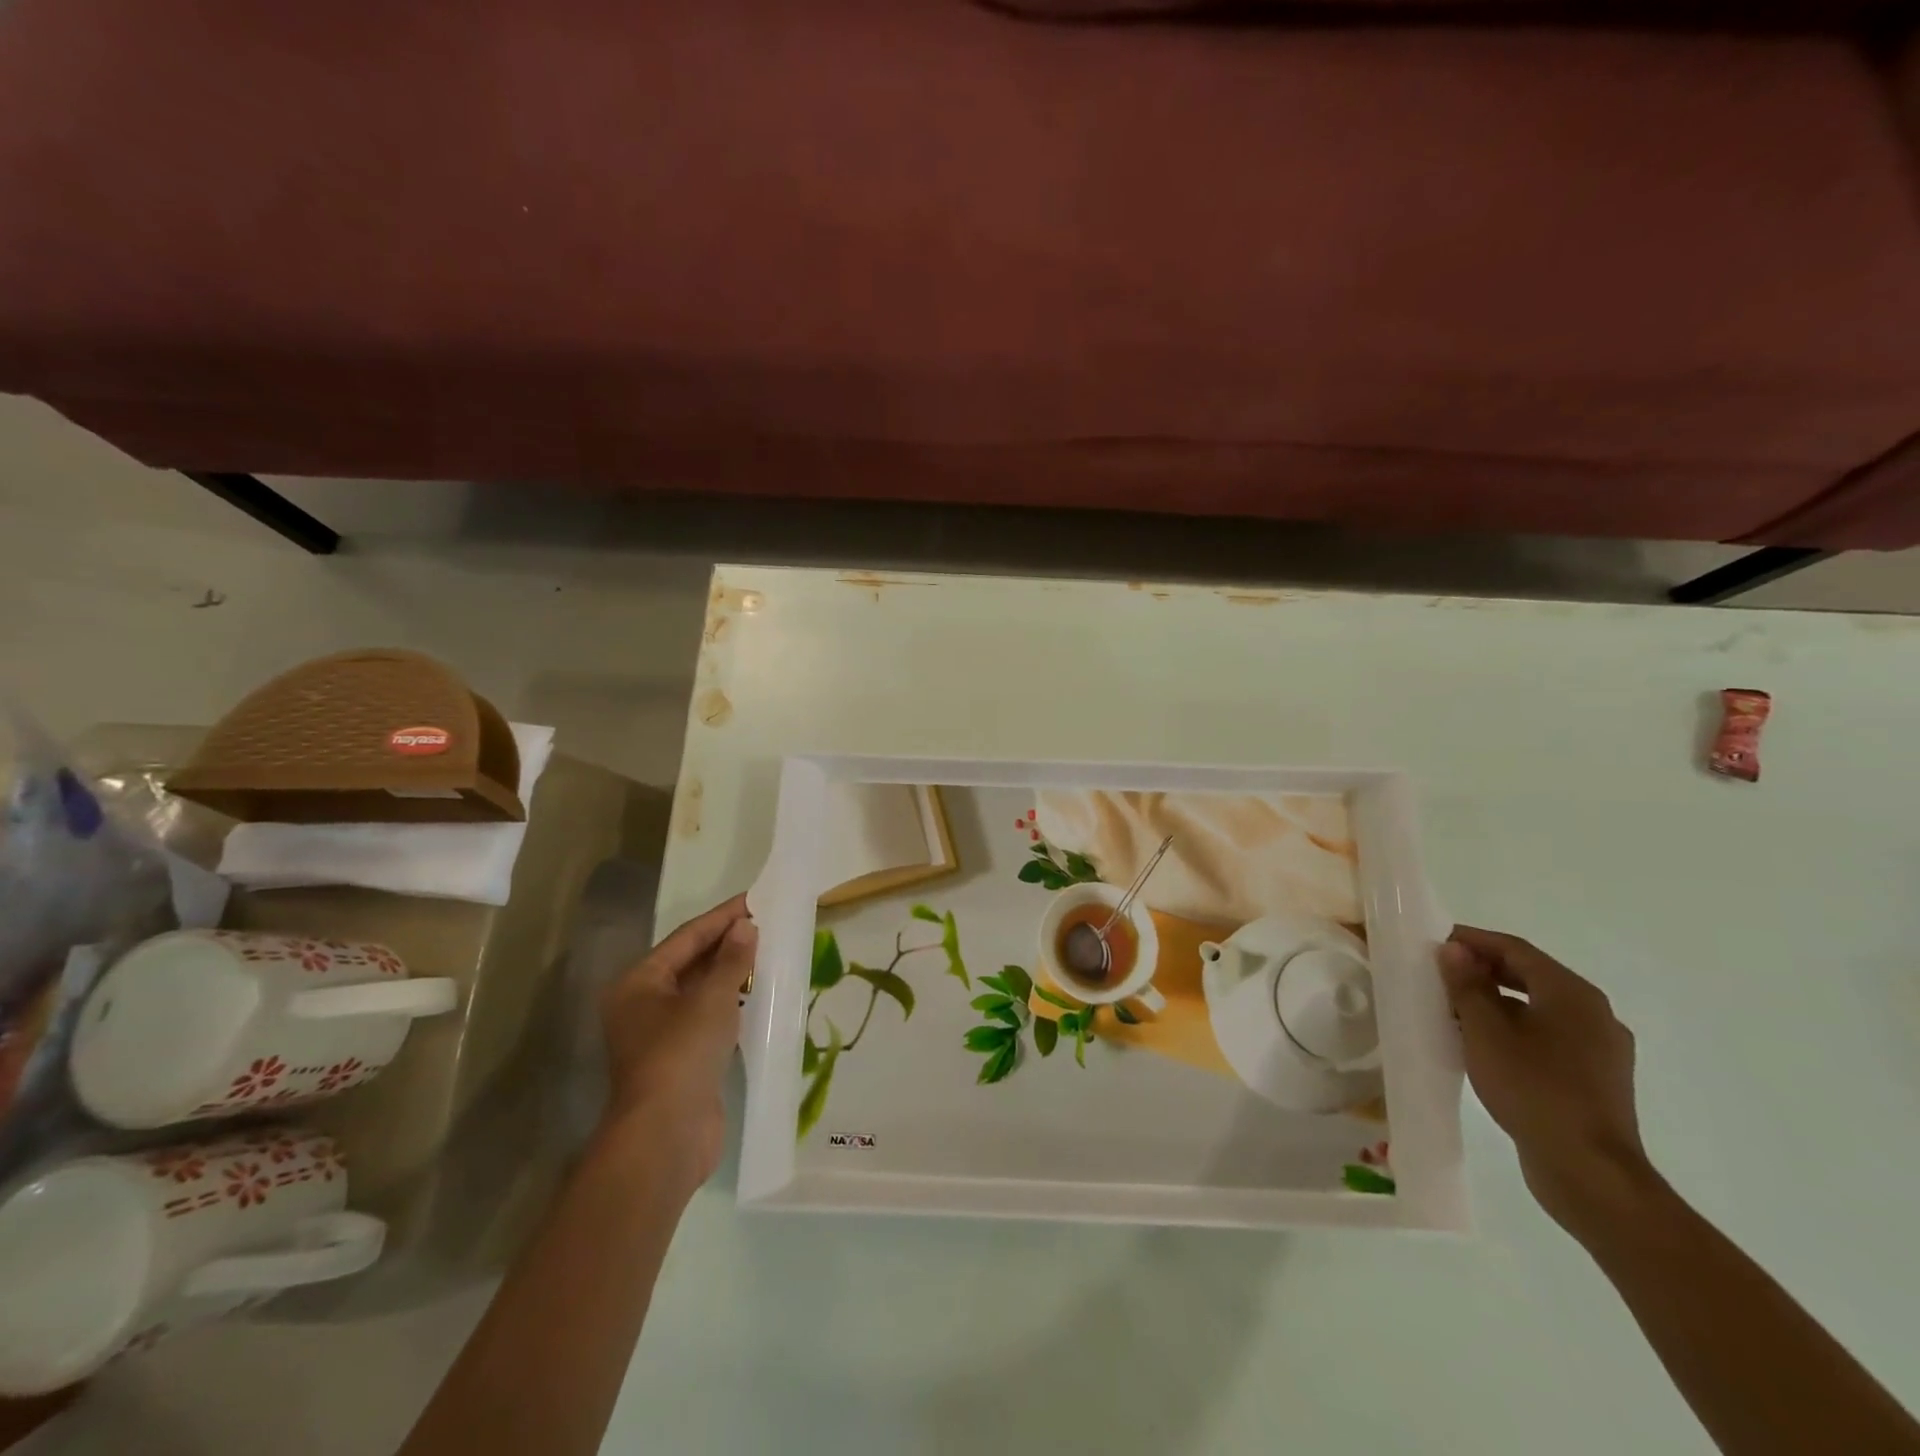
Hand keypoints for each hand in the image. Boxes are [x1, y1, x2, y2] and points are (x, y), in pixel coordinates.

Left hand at [598, 894, 754, 1195]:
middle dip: (727, 944)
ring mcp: (661, 1035)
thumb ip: (731, 960)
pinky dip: (732, 1003)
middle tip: (767, 924)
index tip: (755, 900)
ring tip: (768, 953)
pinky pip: (709, 1018)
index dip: (722, 917)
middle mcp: (643, 1005)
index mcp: (639, 983)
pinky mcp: (681, 1060)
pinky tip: (759, 994)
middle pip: (690, 963)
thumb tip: (745, 927)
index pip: (686, 938)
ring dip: (732, 974)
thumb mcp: (712, 999)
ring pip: (701, 991)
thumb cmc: (681, 1054)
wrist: (666, 1136)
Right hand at [1438, 926, 1660, 1240]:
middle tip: (1441, 972)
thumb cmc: (1533, 1090)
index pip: (1516, 949)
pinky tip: (1486, 1045)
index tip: (1436, 941)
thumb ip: (1467, 986)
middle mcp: (1595, 1014)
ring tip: (1455, 1008)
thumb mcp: (1486, 1032)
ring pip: (1540, 1008)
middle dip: (1484, 969)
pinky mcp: (1596, 1080)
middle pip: (1532, 976)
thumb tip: (1455, 950)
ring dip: (1497, 1001)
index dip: (1474, 940)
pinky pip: (1550, 1037)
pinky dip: (1516, 1029)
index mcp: (1572, 994)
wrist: (1590, 1173)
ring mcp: (1601, 1050)